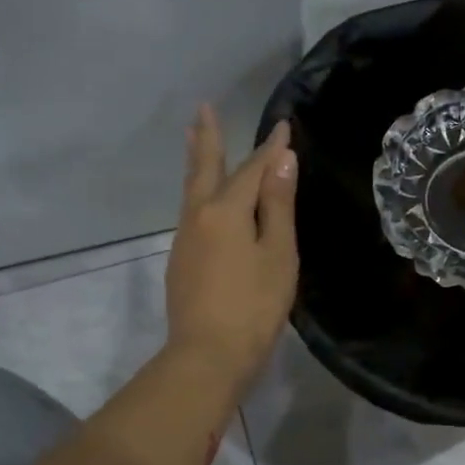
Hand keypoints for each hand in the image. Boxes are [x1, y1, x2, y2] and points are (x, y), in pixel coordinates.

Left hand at [164, 104, 297, 398]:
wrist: (207, 355)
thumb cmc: (253, 305)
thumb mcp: (277, 254)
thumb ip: (277, 205)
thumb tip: (281, 160)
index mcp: (225, 210)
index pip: (252, 169)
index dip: (271, 149)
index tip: (283, 126)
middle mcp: (198, 216)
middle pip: (204, 168)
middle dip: (207, 138)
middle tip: (202, 109)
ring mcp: (185, 239)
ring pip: (193, 189)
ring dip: (197, 161)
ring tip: (196, 140)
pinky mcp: (181, 261)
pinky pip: (192, 212)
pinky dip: (199, 191)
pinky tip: (204, 199)